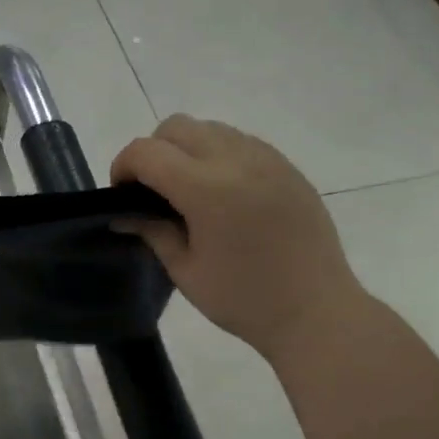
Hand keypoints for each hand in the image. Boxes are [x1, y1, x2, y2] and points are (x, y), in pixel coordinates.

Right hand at [112, 116, 366, 359]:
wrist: (316, 311)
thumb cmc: (243, 299)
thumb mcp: (185, 270)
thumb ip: (152, 231)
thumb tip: (123, 213)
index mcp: (206, 188)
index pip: (146, 151)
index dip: (123, 166)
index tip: (122, 195)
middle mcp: (236, 160)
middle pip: (176, 127)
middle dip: (153, 152)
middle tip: (153, 192)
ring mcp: (267, 158)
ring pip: (210, 128)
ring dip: (187, 150)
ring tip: (189, 193)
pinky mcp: (287, 167)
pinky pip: (240, 142)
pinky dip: (218, 156)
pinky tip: (223, 196)